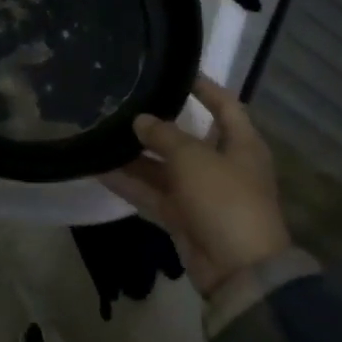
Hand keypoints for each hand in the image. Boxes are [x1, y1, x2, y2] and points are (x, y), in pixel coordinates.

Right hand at [103, 75, 293, 296]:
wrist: (239, 270)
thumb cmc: (226, 199)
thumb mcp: (194, 159)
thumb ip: (164, 135)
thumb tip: (140, 120)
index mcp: (242, 144)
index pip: (225, 105)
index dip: (205, 87)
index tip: (178, 71)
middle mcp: (223, 165)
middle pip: (187, 138)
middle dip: (157, 125)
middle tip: (125, 105)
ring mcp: (202, 193)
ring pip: (164, 168)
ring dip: (136, 157)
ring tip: (103, 136)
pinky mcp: (183, 218)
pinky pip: (153, 194)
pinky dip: (130, 185)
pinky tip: (100, 170)